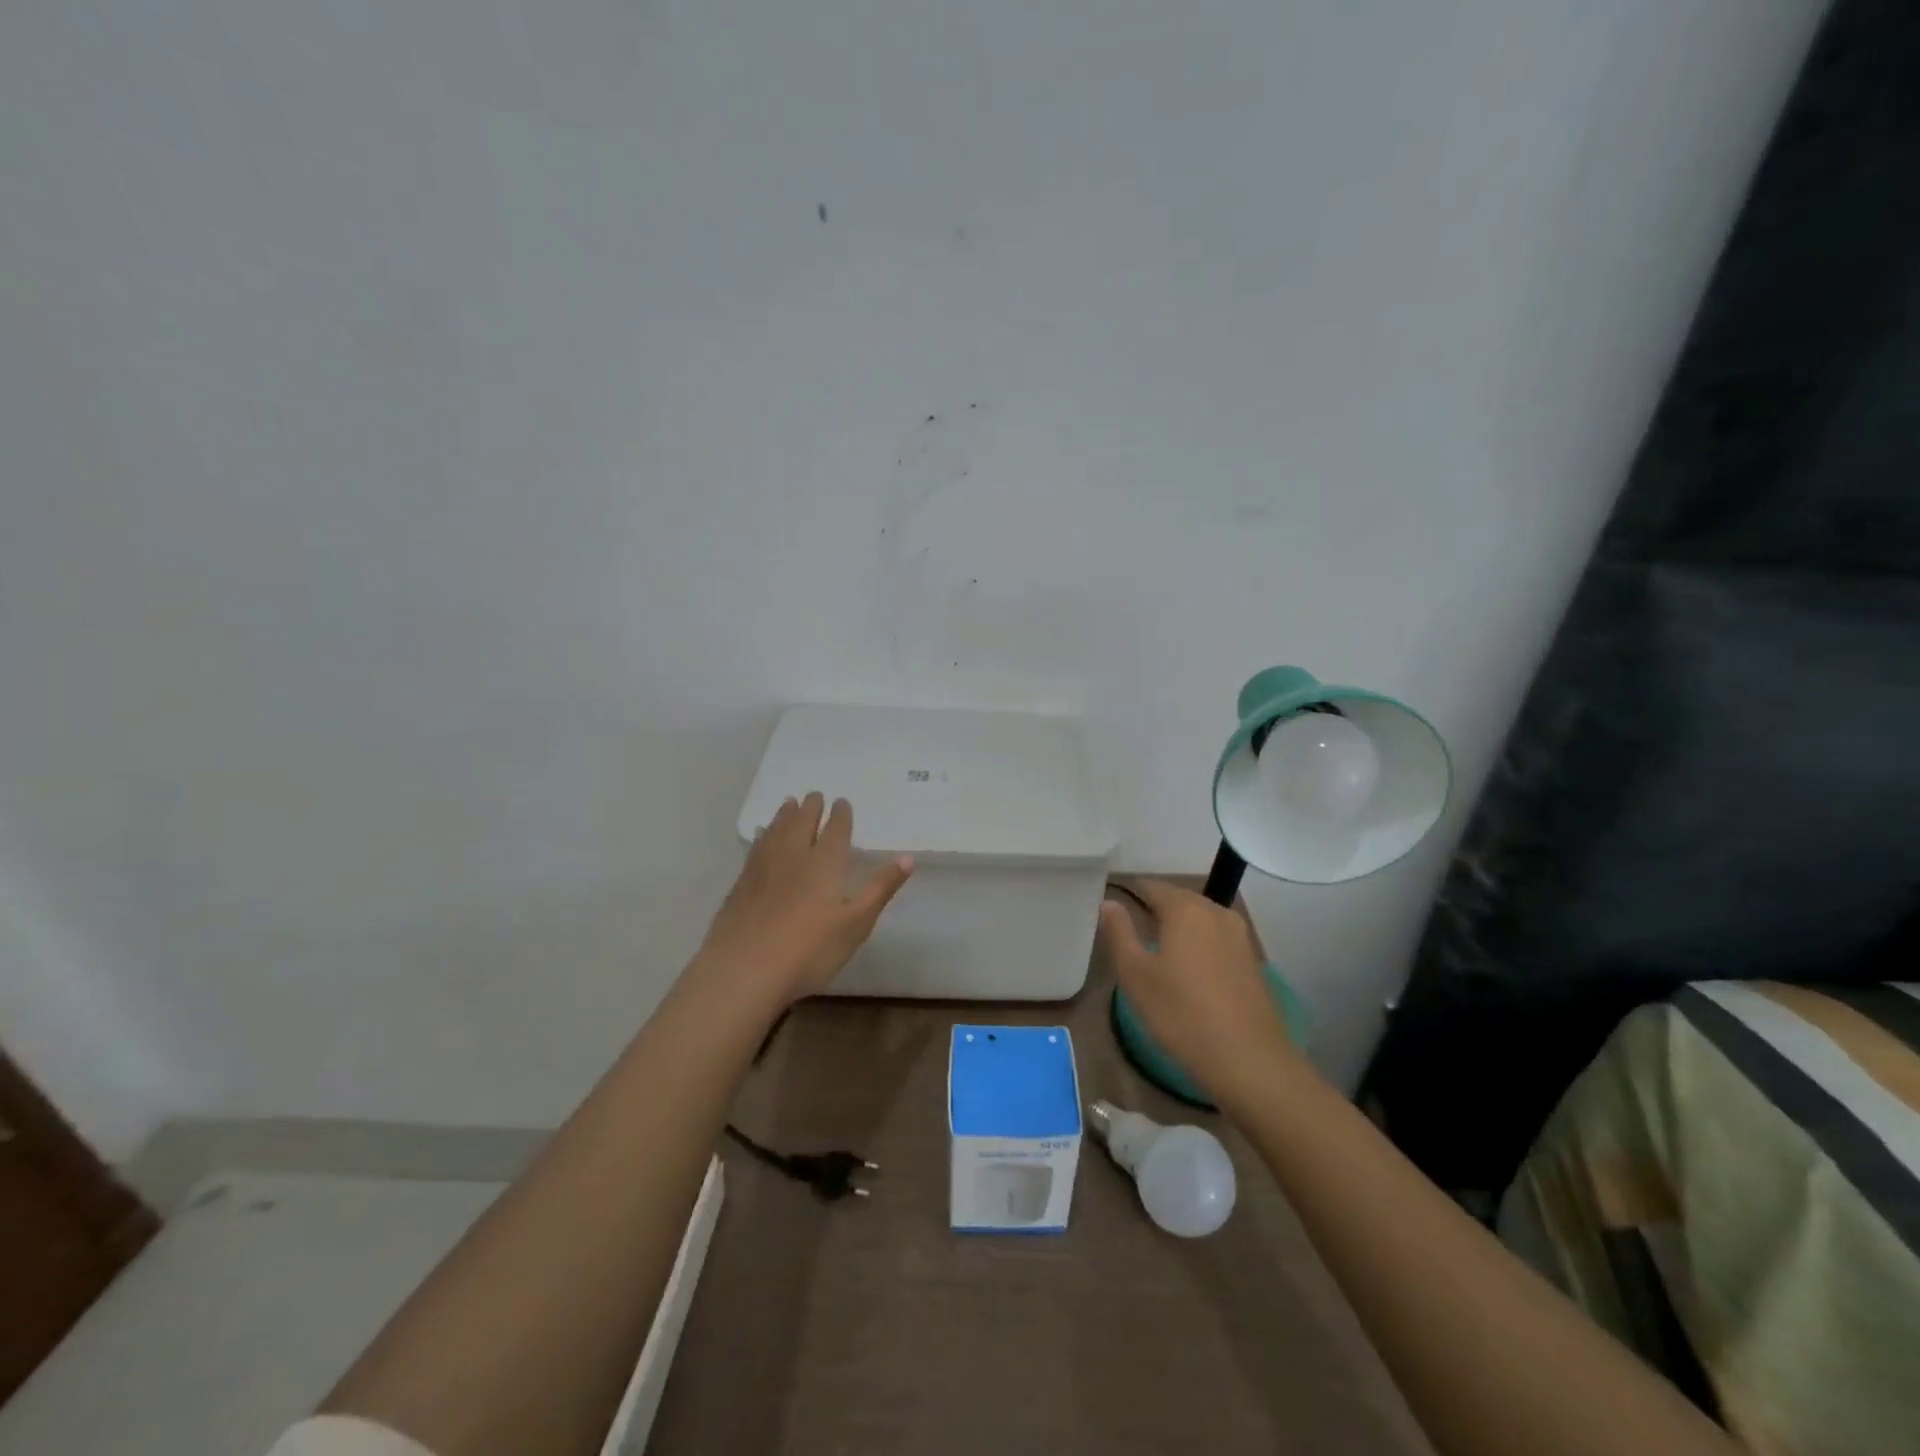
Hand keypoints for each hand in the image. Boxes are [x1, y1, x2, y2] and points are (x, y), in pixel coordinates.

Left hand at [695, 792, 912, 1008]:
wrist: (744, 970)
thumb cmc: (809, 950)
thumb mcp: (856, 923)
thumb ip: (880, 888)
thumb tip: (908, 857)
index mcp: (825, 862)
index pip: (835, 829)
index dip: (840, 814)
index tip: (842, 801)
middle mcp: (794, 855)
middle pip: (803, 822)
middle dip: (811, 807)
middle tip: (815, 795)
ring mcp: (764, 867)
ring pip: (777, 829)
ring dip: (786, 814)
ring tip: (790, 803)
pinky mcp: (742, 883)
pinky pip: (757, 846)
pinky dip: (764, 834)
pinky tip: (762, 835)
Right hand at [1097, 879, 1296, 1106]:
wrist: (1250, 1061)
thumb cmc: (1182, 1014)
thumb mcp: (1135, 975)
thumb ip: (1119, 932)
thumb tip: (1108, 903)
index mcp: (1185, 909)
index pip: (1151, 886)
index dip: (1129, 893)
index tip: (1111, 908)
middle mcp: (1216, 912)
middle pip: (1178, 900)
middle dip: (1154, 910)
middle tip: (1130, 930)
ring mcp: (1239, 936)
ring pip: (1200, 920)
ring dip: (1178, 929)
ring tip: (1156, 950)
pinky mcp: (1252, 961)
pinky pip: (1217, 940)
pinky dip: (1199, 946)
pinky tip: (1188, 972)